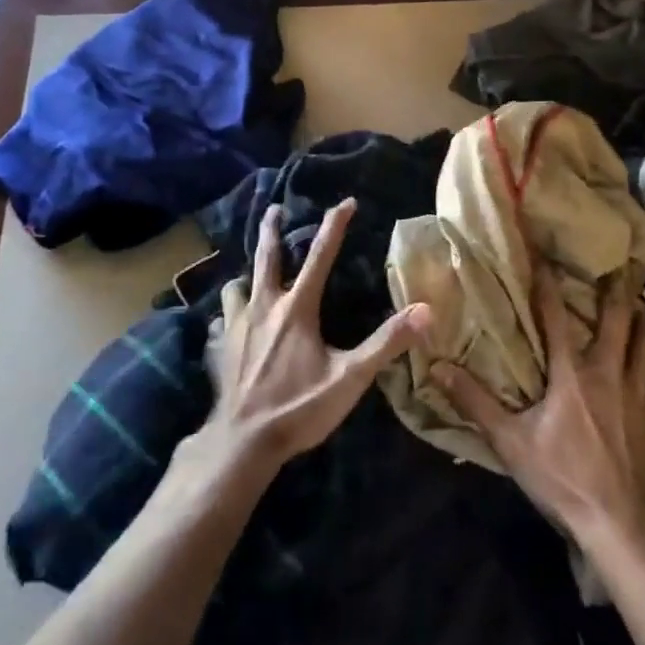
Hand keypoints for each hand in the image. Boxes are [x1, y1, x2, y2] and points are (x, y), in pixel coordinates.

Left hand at [198, 199, 430, 474]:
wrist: (242, 442)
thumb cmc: (298, 408)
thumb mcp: (350, 378)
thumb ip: (387, 343)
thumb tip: (425, 311)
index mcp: (296, 309)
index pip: (319, 256)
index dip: (334, 226)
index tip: (345, 201)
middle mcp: (263, 306)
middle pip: (266, 256)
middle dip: (271, 229)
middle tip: (274, 208)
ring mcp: (236, 326)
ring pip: (237, 286)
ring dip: (246, 275)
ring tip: (250, 275)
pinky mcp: (219, 348)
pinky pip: (221, 320)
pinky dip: (228, 315)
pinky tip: (230, 324)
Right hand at [433, 268, 644, 551]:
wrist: (620, 524)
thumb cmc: (562, 477)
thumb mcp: (510, 441)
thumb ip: (475, 402)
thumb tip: (439, 367)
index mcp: (572, 374)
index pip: (557, 316)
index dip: (548, 283)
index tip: (546, 255)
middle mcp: (610, 374)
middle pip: (619, 322)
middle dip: (618, 293)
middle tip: (620, 270)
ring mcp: (640, 395)